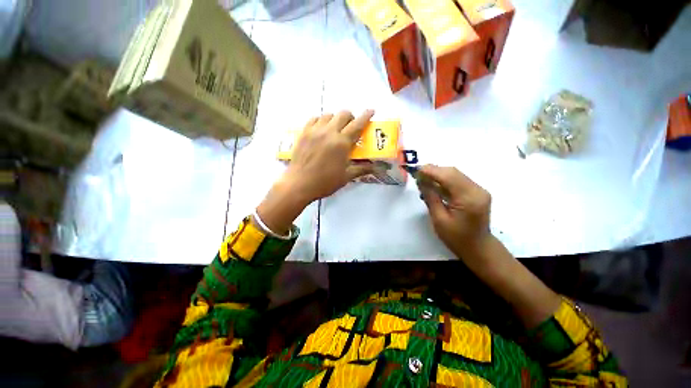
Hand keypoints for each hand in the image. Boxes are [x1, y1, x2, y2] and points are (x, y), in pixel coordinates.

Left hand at [283, 110, 374, 201]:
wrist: (299, 184)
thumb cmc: (325, 182)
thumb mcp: (346, 177)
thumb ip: (361, 169)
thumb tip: (375, 167)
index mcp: (342, 143)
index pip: (357, 124)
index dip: (366, 116)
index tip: (371, 111)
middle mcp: (329, 132)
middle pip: (343, 114)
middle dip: (350, 117)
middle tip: (351, 127)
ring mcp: (314, 130)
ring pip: (328, 114)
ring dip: (336, 119)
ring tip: (335, 129)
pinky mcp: (303, 132)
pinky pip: (314, 118)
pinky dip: (321, 120)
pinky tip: (321, 129)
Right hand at [418, 165, 492, 260]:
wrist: (478, 248)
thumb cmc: (456, 238)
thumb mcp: (439, 219)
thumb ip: (431, 198)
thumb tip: (421, 181)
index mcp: (469, 199)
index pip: (448, 177)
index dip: (431, 171)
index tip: (415, 169)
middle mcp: (477, 190)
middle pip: (453, 172)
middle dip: (433, 170)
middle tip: (417, 173)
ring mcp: (478, 190)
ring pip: (455, 174)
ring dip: (438, 174)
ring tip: (422, 178)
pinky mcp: (476, 192)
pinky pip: (458, 181)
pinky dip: (444, 180)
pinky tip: (433, 184)